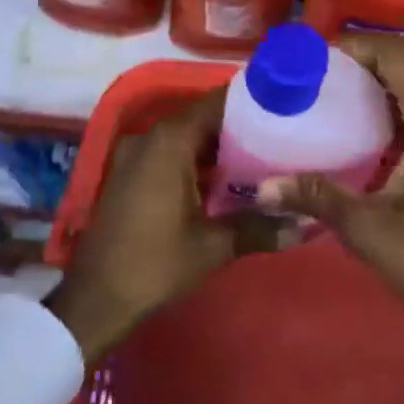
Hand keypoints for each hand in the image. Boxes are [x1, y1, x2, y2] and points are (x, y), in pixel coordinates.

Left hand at [48, 88, 277, 363]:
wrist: (95, 299)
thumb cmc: (155, 264)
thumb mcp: (213, 246)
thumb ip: (260, 228)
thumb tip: (307, 225)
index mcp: (170, 140)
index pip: (218, 103)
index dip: (252, 104)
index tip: (285, 109)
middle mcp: (151, 136)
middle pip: (204, 118)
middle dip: (241, 128)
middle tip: (282, 138)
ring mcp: (136, 154)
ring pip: (187, 138)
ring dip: (219, 148)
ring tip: (264, 158)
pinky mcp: (130, 174)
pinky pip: (171, 154)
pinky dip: (198, 162)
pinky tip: (227, 182)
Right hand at [262, 38, 403, 403]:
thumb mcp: (372, 230)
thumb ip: (318, 196)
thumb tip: (263, 188)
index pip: (395, 54)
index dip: (355, 46)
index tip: (315, 58)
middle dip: (369, 64)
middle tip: (323, 80)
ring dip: (392, 86)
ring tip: (345, 101)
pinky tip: (384, 134)